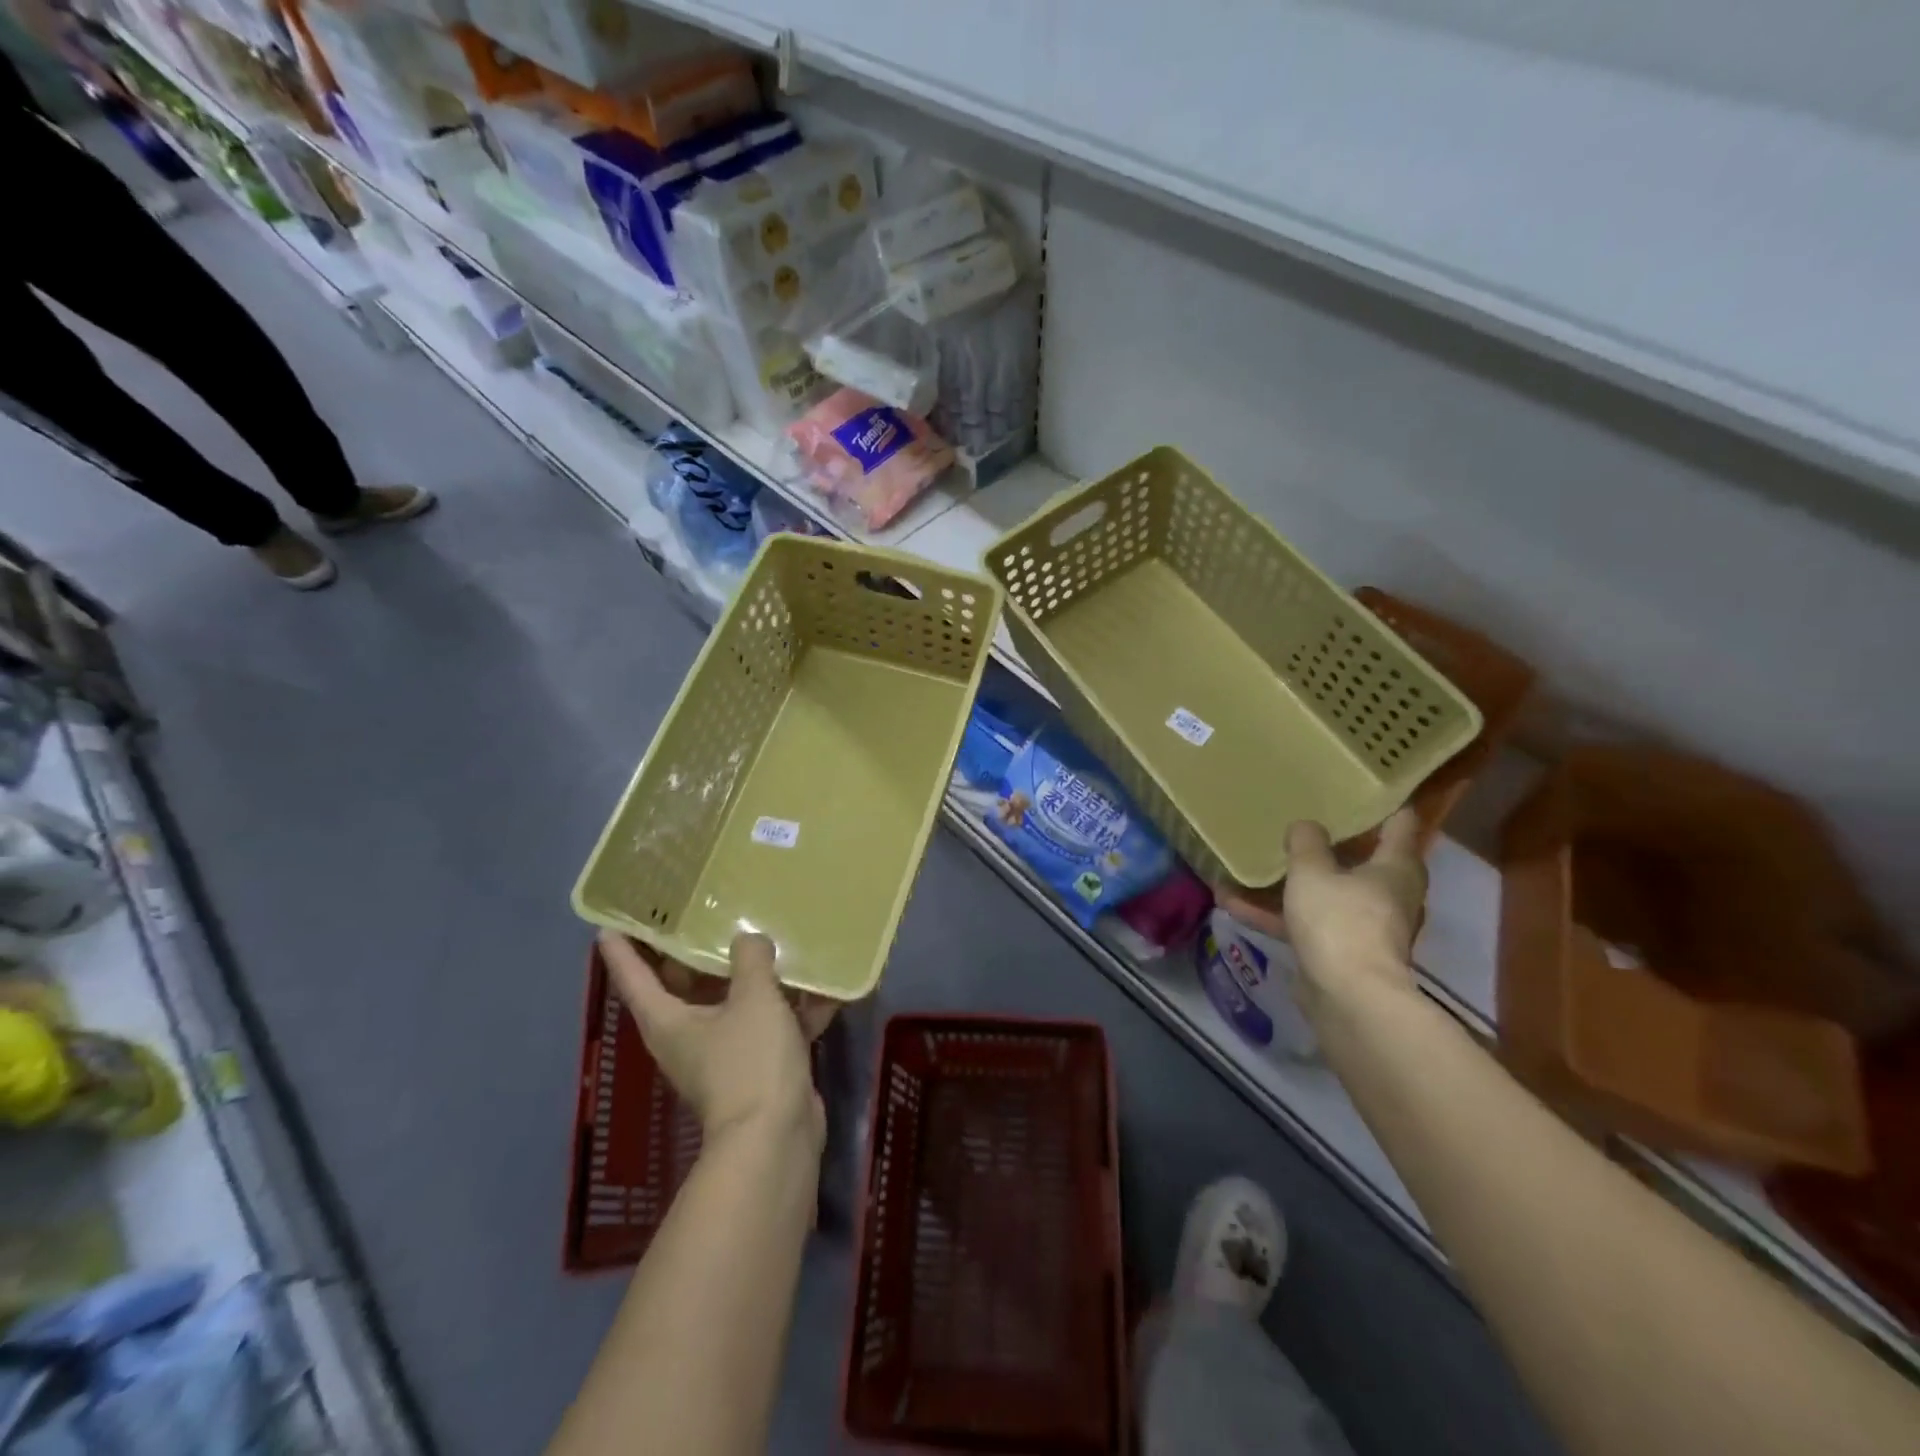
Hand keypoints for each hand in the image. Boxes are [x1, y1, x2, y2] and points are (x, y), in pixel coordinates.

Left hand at [599, 930, 835, 1151]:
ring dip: (747, 978)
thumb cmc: (750, 1061)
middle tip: (695, 914)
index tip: (608, 924)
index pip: (633, 978)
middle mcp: (687, 1037)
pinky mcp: (756, 1067)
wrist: (776, 1137)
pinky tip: (821, 984)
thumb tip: (749, 939)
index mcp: (668, 1021)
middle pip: (680, 987)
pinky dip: (790, 1008)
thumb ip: (751, 960)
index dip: (620, 950)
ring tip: (763, 937)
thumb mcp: (753, 998)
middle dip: (687, 954)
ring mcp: (722, 1055)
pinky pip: (769, 1026)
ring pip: (729, 1004)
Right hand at [1220, 809, 1426, 1007]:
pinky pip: (1305, 923)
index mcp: (1396, 868)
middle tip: (1301, 820)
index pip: (1401, 824)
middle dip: (1332, 843)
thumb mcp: (1312, 872)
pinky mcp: (1340, 952)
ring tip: (1254, 863)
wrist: (1349, 998)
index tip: (1358, 787)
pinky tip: (1231, 902)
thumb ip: (1306, 844)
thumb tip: (1305, 825)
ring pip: (1327, 893)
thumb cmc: (1339, 921)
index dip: (1383, 803)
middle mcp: (1389, 895)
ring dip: (1292, 882)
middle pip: (1363, 860)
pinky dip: (1274, 914)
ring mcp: (1365, 926)